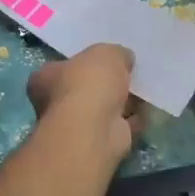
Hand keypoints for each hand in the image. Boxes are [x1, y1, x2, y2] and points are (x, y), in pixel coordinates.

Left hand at [26, 44, 141, 163]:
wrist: (95, 129)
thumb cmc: (89, 84)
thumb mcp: (106, 53)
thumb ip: (116, 54)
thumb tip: (124, 59)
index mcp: (46, 78)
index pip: (62, 66)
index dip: (84, 62)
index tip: (106, 59)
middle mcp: (55, 103)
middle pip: (85, 89)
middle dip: (106, 84)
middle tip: (129, 73)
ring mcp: (77, 125)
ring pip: (103, 109)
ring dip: (122, 102)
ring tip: (144, 89)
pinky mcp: (99, 141)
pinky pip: (119, 126)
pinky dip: (133, 120)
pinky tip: (149, 110)